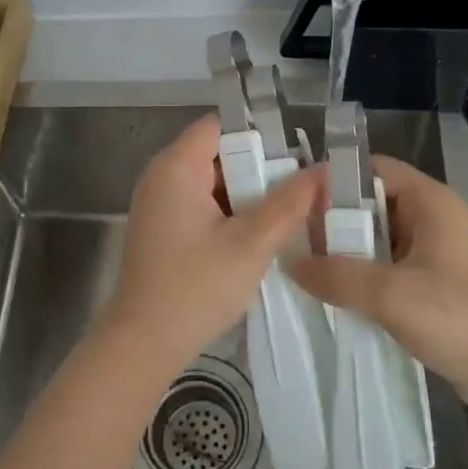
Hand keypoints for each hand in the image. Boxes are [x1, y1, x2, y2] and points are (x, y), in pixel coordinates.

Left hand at [97, 115, 321, 377]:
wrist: (144, 343)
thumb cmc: (196, 288)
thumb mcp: (251, 244)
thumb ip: (289, 204)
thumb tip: (323, 171)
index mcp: (176, 167)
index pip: (219, 125)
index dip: (258, 133)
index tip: (295, 153)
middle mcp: (161, 176)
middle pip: (217, 152)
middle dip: (259, 167)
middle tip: (301, 185)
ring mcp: (158, 203)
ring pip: (211, 181)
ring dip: (246, 193)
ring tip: (289, 208)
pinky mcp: (161, 228)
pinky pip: (200, 204)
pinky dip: (228, 211)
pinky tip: (257, 232)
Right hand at [290, 156, 467, 415]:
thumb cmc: (462, 321)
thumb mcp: (392, 295)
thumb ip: (337, 275)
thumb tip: (290, 263)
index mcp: (430, 202)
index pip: (372, 168)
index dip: (332, 178)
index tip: (291, 200)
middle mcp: (431, 218)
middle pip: (370, 202)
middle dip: (330, 218)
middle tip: (288, 237)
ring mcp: (432, 253)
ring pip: (375, 238)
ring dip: (342, 250)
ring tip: (299, 264)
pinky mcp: (431, 284)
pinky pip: (385, 267)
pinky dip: (358, 275)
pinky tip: (328, 292)